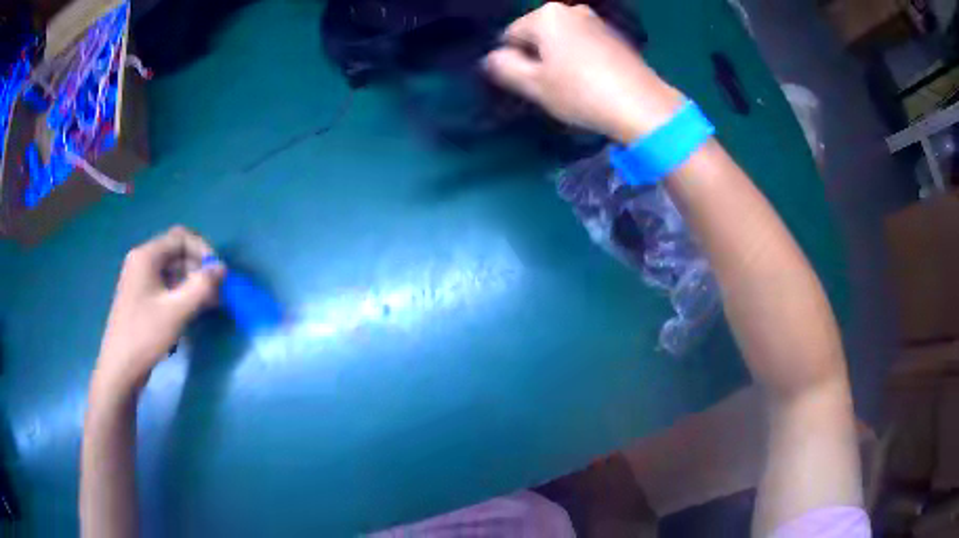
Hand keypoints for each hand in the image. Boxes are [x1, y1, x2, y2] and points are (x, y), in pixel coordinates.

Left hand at [93, 226, 223, 393]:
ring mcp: (140, 281)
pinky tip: (192, 311)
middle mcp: (142, 262)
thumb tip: (223, 268)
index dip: (203, 250)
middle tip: (216, 293)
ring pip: (173, 271)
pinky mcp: (141, 298)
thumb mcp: (176, 311)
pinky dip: (181, 294)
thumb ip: (201, 287)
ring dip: (192, 283)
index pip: (181, 238)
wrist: (120, 369)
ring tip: (209, 304)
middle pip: (177, 253)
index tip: (218, 274)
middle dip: (199, 269)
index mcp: (147, 256)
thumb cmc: (145, 335)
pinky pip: (166, 286)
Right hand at [483, 2, 684, 143]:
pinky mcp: (616, 36)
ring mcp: (597, 21)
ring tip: (573, 86)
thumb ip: (504, 68)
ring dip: (559, 59)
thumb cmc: (581, 92)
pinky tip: (592, 80)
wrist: (642, 105)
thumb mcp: (534, 85)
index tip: (529, 84)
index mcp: (547, 14)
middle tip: (550, 86)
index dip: (513, 62)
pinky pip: (585, 44)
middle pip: (538, 35)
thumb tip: (491, 59)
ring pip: (562, 40)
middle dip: (537, 57)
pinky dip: (581, 59)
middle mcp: (572, 9)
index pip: (510, 35)